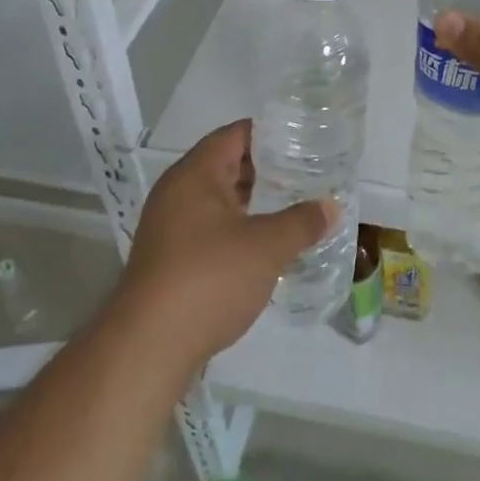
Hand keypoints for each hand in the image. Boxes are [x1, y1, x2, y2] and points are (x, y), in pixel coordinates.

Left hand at [118, 121, 335, 369]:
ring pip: (217, 199)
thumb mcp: (267, 247)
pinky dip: (236, 228)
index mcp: (196, 173)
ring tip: (292, 205)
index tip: (303, 138)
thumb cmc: (208, 279)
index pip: (235, 134)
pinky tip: (264, 245)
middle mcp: (177, 191)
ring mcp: (169, 226)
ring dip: (251, 201)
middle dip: (265, 168)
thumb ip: (302, 222)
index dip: (270, 133)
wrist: (148, 347)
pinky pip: (208, 228)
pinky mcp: (168, 259)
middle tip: (306, 172)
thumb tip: (331, 206)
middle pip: (225, 164)